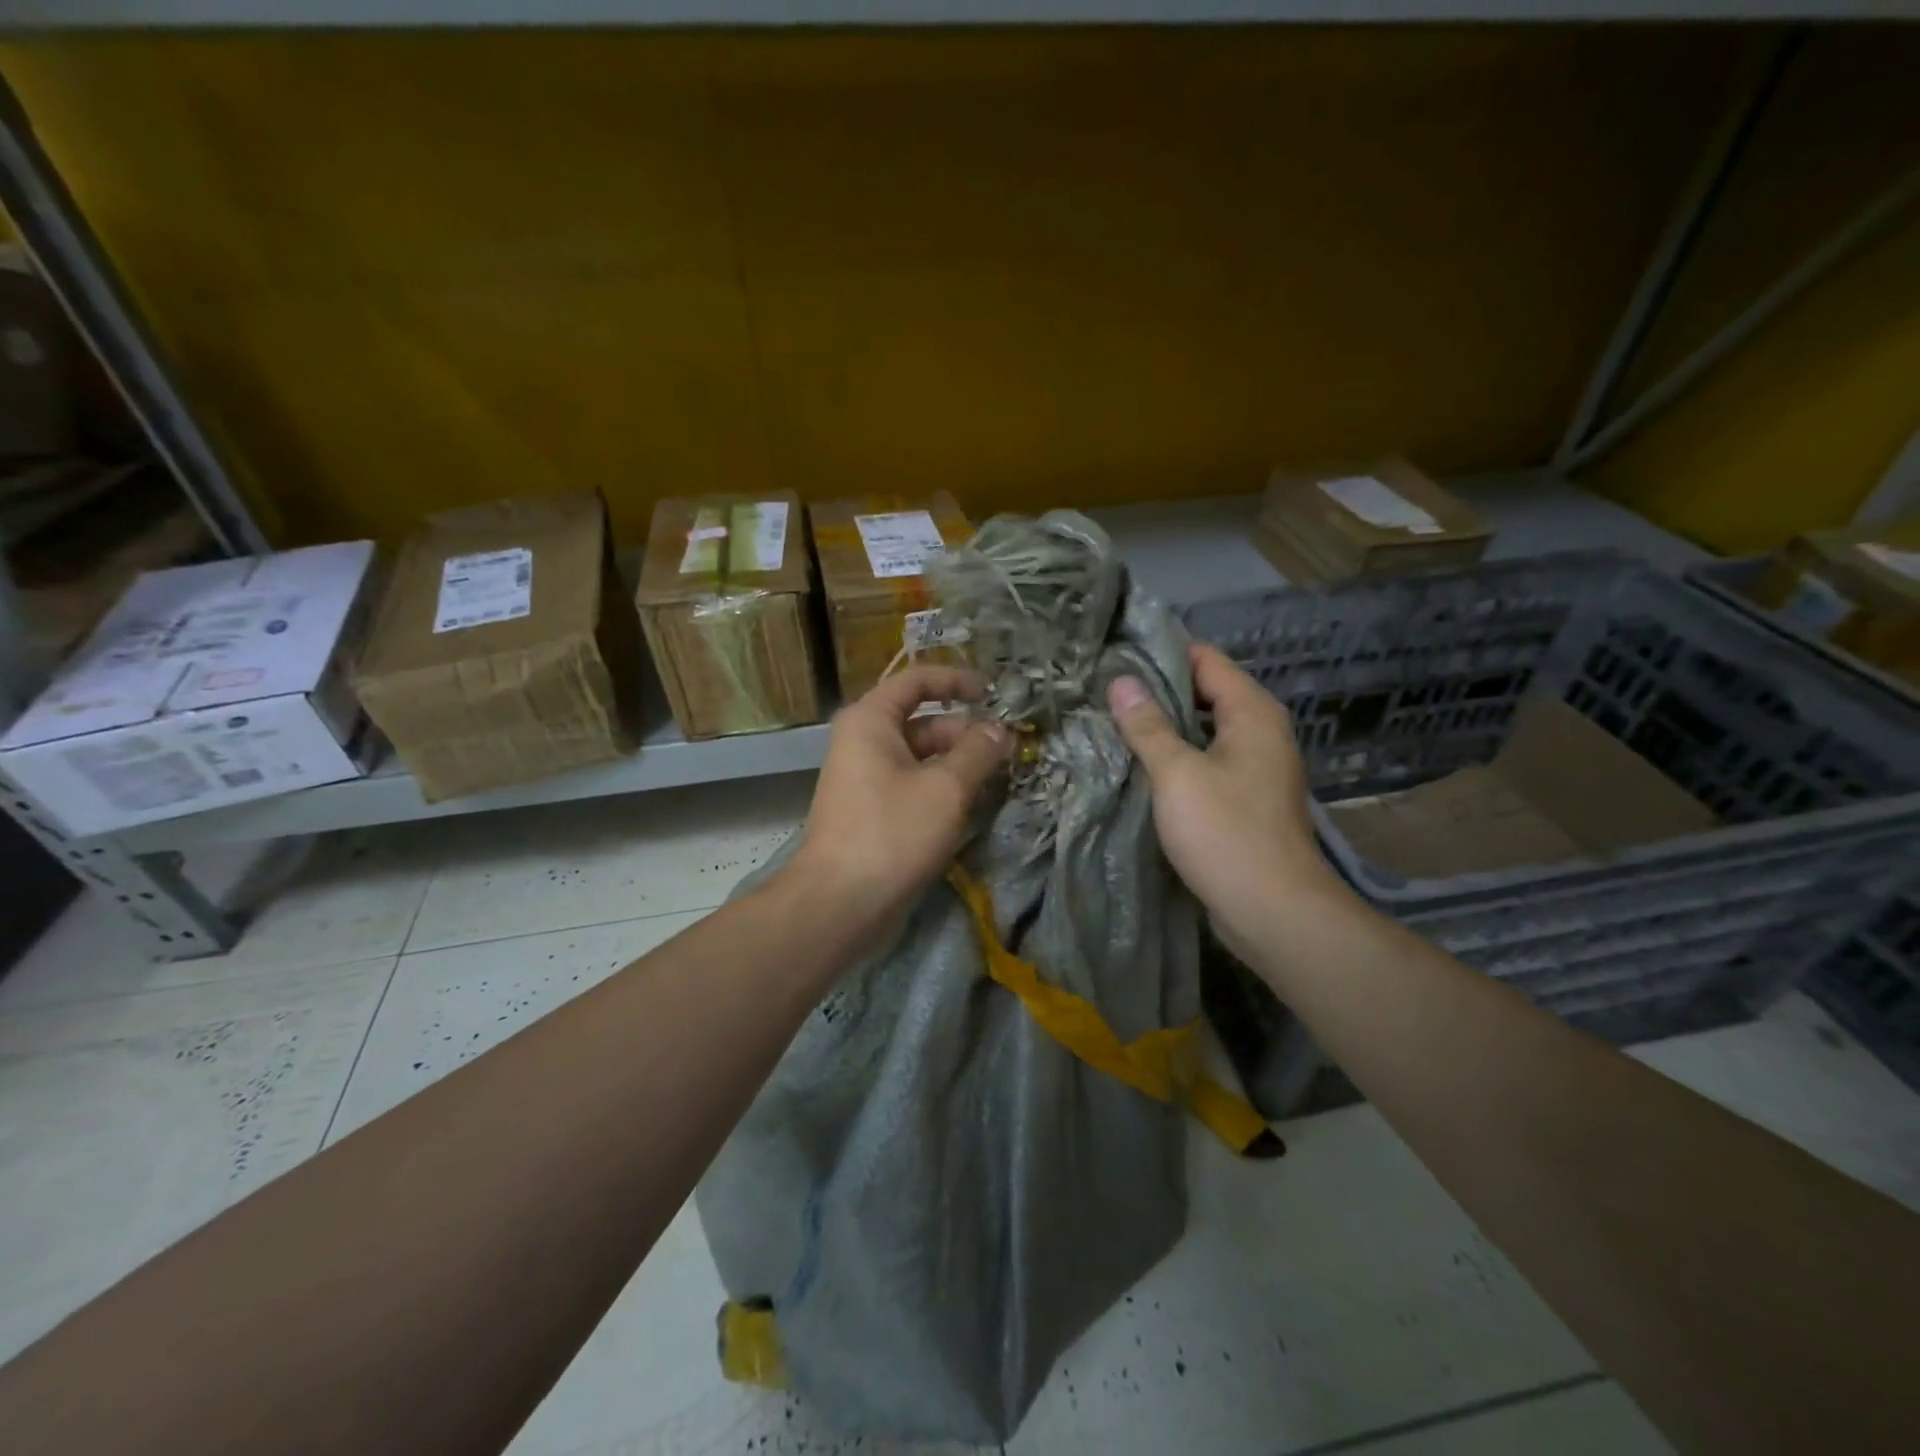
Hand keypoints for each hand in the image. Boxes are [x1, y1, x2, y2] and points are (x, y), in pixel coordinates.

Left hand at [785, 666, 1013, 944]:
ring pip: (921, 757)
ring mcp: (866, 778)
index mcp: (871, 720)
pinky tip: (973, 806)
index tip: (994, 694)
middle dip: (966, 732)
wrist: (839, 903)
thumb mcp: (946, 788)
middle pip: (923, 721)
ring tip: (999, 780)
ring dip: (959, 764)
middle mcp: (864, 741)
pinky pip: (914, 785)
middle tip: (1008, 751)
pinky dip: (942, 788)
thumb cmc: (892, 833)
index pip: (917, 679)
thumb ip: (978, 752)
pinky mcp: (873, 811)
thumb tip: (1001, 730)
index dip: (957, 680)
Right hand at [1108, 643, 1345, 956]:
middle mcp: (1260, 732)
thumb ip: (1148, 725)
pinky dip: (1176, 757)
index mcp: (1252, 712)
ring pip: (1203, 730)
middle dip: (1157, 690)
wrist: (1272, 910)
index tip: (1115, 654)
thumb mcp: (1177, 773)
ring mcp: (1255, 767)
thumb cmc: (1225, 832)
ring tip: (1113, 722)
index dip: (1161, 652)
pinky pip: (1206, 762)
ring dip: (1164, 726)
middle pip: (1204, 692)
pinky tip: (1139, 765)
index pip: (1205, 659)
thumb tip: (1121, 682)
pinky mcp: (1245, 799)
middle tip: (1104, 691)